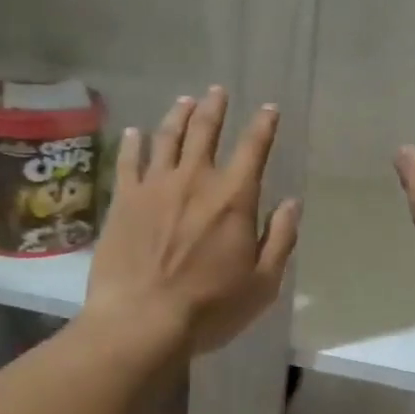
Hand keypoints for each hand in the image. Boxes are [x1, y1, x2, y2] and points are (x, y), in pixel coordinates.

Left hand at [85, 86, 300, 355]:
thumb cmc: (210, 307)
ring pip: (167, 137)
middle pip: (205, 131)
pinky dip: (133, 143)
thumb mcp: (263, 282)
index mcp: (233, 197)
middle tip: (218, 92)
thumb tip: (291, 204)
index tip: (268, 108)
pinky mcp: (123, 200)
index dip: (263, 124)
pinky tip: (135, 132)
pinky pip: (128, 161)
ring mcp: (154, 186)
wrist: (141, 322)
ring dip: (178, 115)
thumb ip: (280, 238)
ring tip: (185, 100)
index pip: (254, 148)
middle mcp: (194, 180)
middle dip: (215, 108)